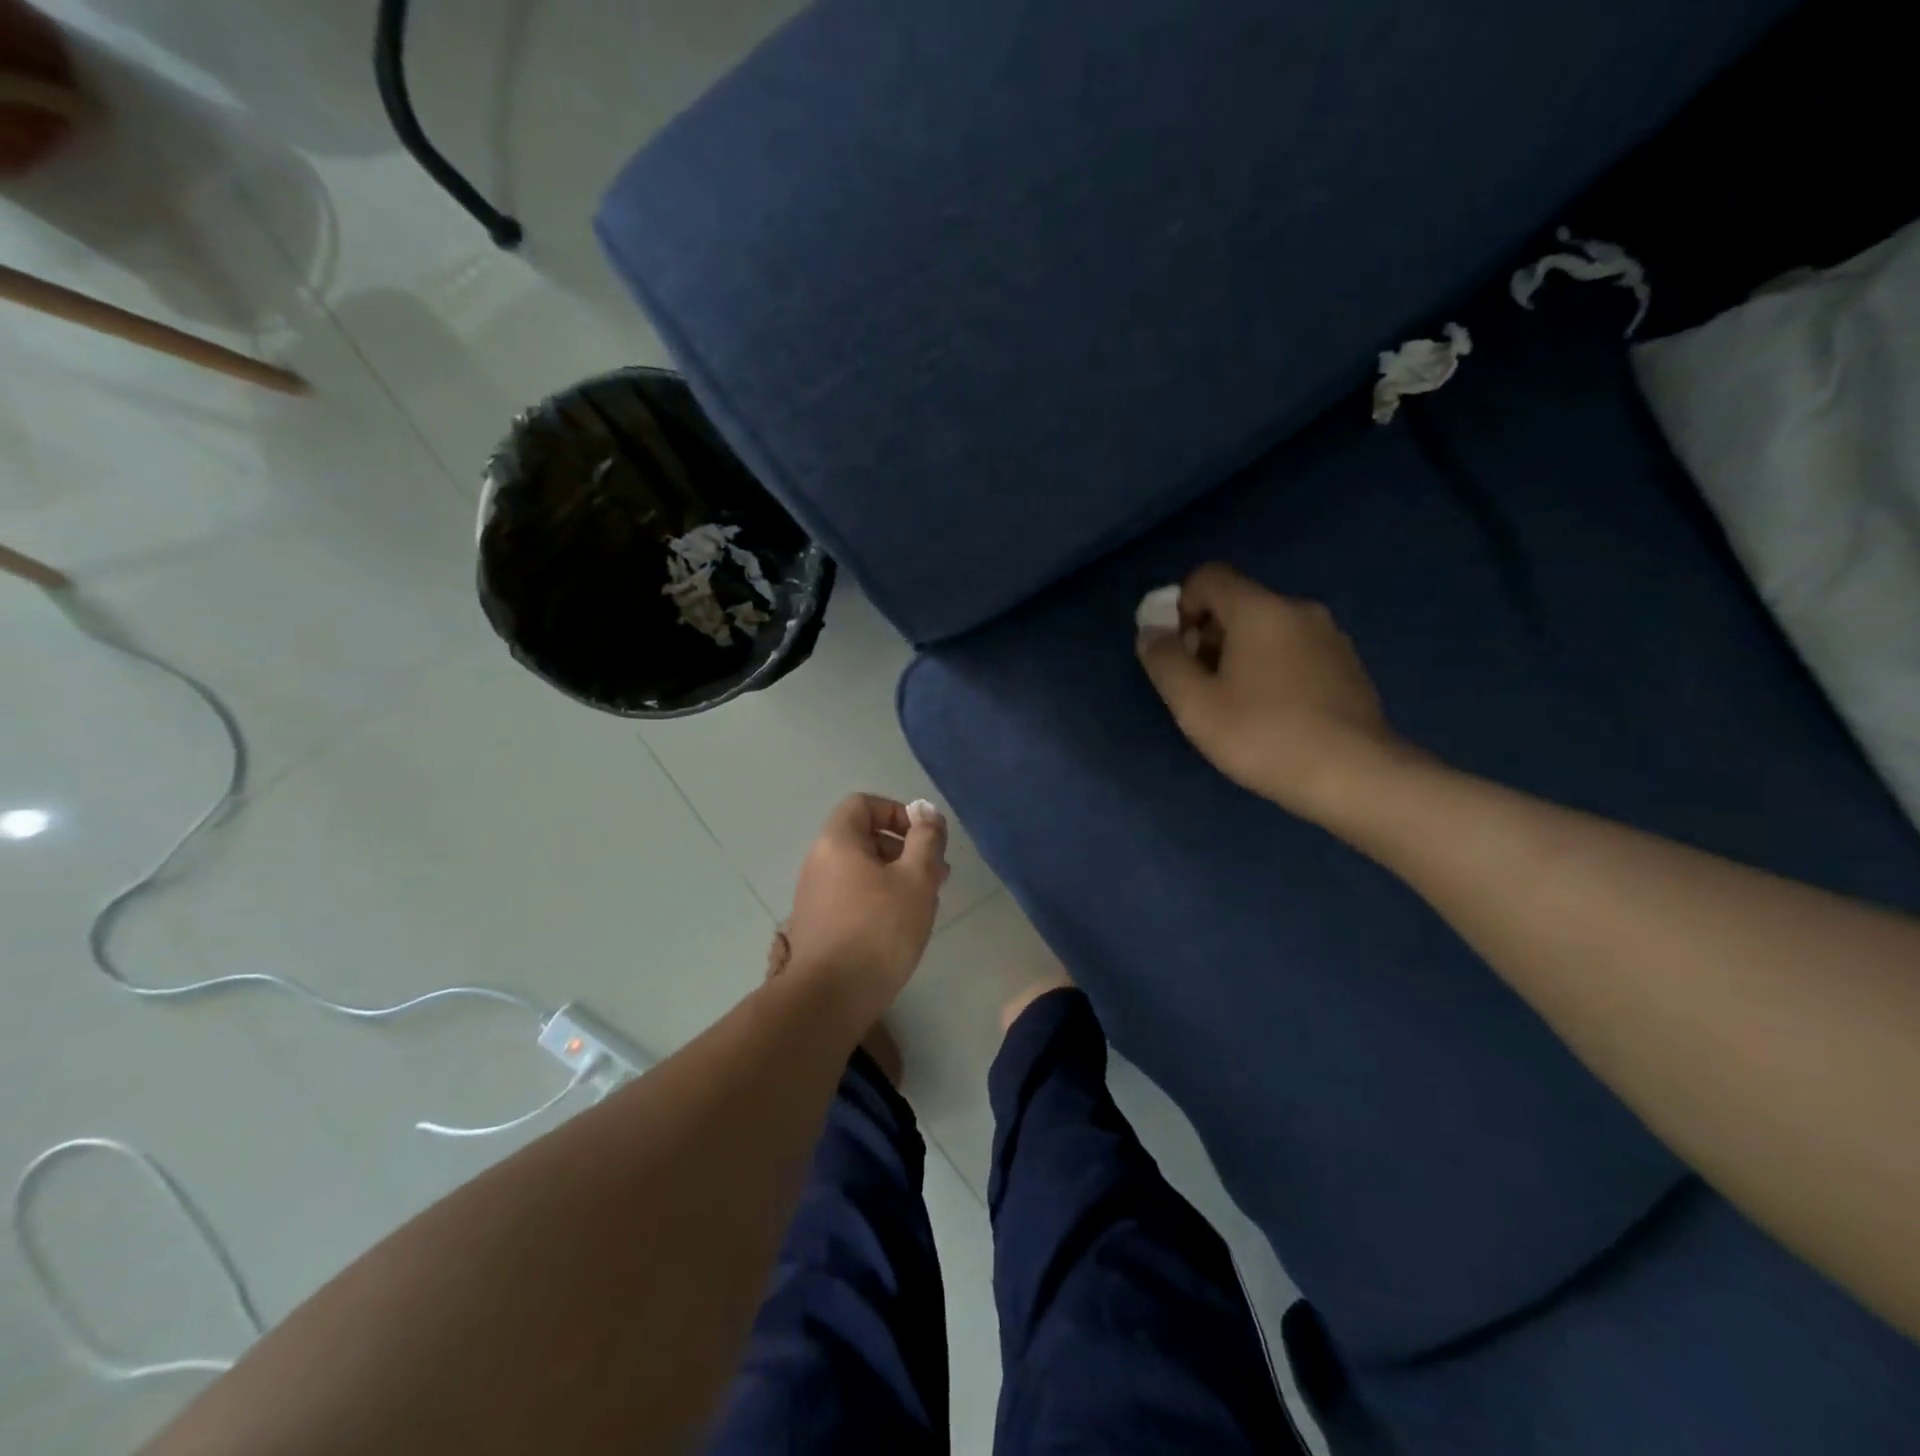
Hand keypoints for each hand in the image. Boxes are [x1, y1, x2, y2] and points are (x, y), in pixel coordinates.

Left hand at [782, 794, 948, 1011]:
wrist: (828, 998)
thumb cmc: (878, 930)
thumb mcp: (916, 879)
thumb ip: (926, 840)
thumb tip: (928, 814)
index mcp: (837, 841)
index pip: (865, 804)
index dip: (898, 813)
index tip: (925, 840)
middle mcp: (819, 861)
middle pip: (865, 837)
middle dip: (905, 849)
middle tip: (937, 875)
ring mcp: (815, 894)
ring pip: (862, 869)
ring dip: (897, 877)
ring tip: (925, 903)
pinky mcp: (819, 924)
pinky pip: (853, 895)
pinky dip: (880, 899)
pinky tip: (901, 926)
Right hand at [1136, 563, 1406, 821]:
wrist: (1355, 775)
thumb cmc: (1263, 736)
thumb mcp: (1195, 704)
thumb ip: (1164, 660)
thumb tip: (1150, 630)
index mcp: (1259, 609)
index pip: (1208, 577)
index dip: (1180, 607)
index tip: (1178, 653)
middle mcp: (1298, 609)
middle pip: (1237, 604)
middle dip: (1208, 637)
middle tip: (1202, 689)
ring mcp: (1330, 636)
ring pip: (1267, 630)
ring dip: (1240, 656)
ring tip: (1237, 708)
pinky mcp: (1348, 665)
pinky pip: (1294, 651)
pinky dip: (1272, 670)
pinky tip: (1274, 716)